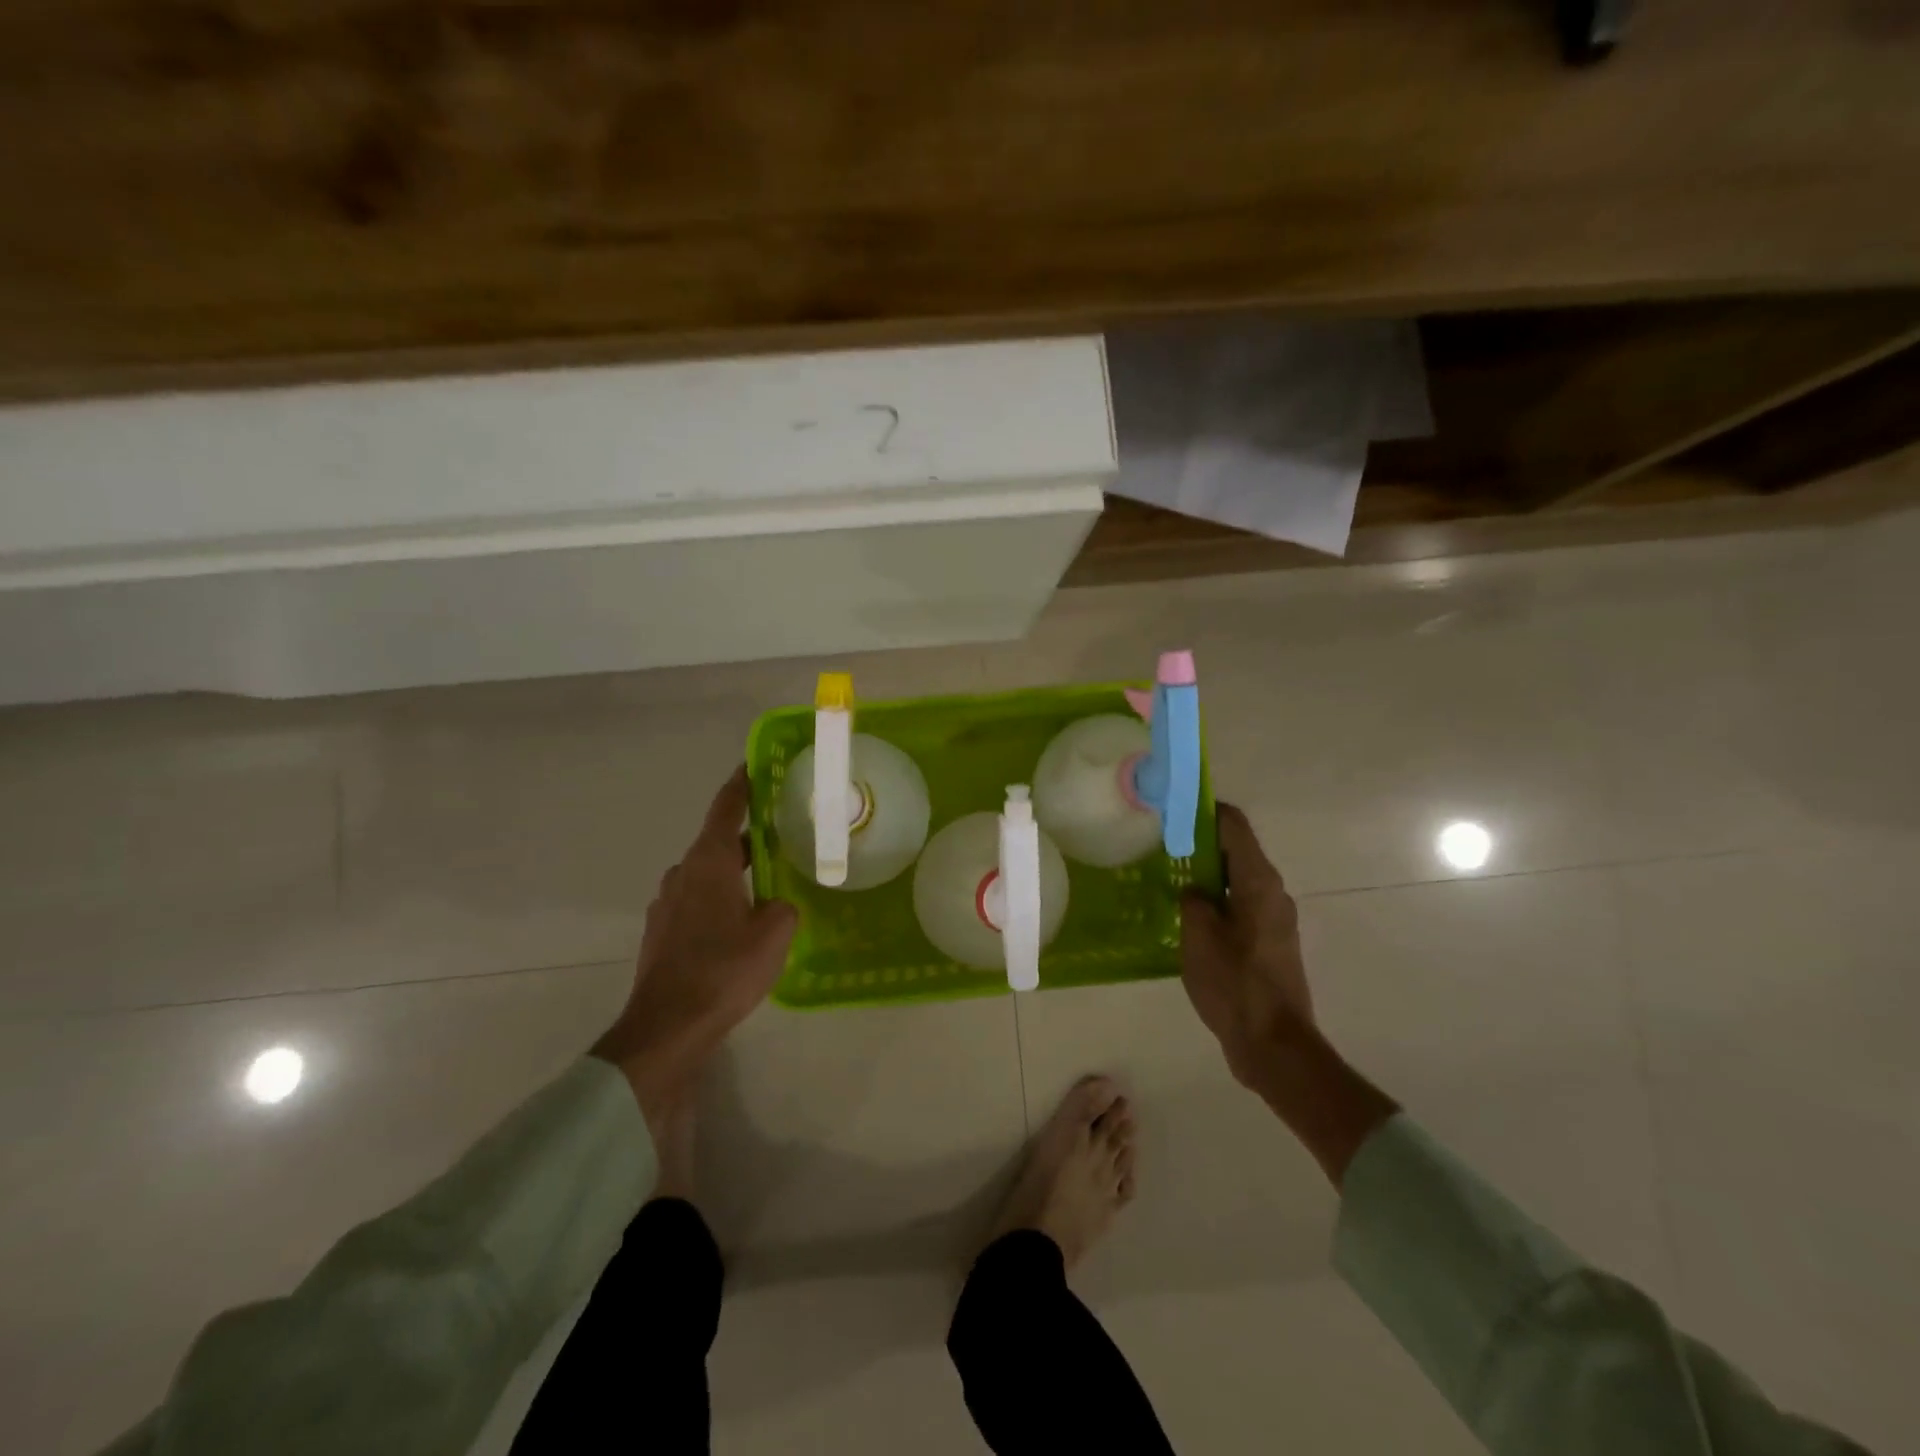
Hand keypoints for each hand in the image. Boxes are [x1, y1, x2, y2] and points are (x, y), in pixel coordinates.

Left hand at [593, 766, 797, 1133]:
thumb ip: (784, 906)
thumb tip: (778, 904)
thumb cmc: (723, 970)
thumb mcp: (774, 933)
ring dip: (734, 872)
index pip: (726, 808)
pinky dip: (720, 899)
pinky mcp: (662, 933)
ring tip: (768, 883)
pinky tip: (741, 923)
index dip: (742, 783)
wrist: (666, 1029)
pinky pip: (697, 901)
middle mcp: (682, 874)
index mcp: (708, 863)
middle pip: (717, 842)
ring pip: (707, 874)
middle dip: (748, 836)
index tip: (755, 764)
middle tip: (783, 835)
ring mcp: (667, 904)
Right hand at [1180, 803, 1396, 1186]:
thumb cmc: (1235, 985)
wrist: (1274, 1046)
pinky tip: (1186, 915)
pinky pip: (1239, 906)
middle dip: (1200, 842)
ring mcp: (1274, 919)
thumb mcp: (1199, 937)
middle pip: (1236, 850)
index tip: (1173, 807)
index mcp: (1259, 882)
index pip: (1234, 826)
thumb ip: (1192, 900)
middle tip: (1161, 843)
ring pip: (1237, 880)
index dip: (1205, 810)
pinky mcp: (1269, 944)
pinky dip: (1215, 900)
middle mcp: (1273, 893)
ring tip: (1167, 877)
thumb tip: (1193, 889)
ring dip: (1206, 874)